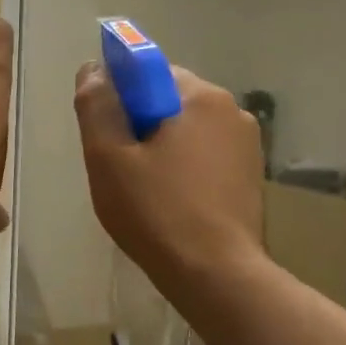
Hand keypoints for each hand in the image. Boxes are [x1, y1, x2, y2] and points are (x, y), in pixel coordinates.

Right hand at [73, 61, 265, 293]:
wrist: (215, 275)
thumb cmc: (156, 212)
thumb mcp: (109, 158)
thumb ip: (97, 106)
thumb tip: (93, 70)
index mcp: (200, 96)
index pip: (148, 72)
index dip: (120, 98)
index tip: (107, 134)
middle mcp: (232, 110)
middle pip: (169, 101)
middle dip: (141, 124)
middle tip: (120, 168)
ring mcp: (248, 144)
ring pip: (188, 130)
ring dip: (163, 147)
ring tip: (145, 190)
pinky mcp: (252, 175)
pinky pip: (206, 155)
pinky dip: (185, 168)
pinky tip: (172, 202)